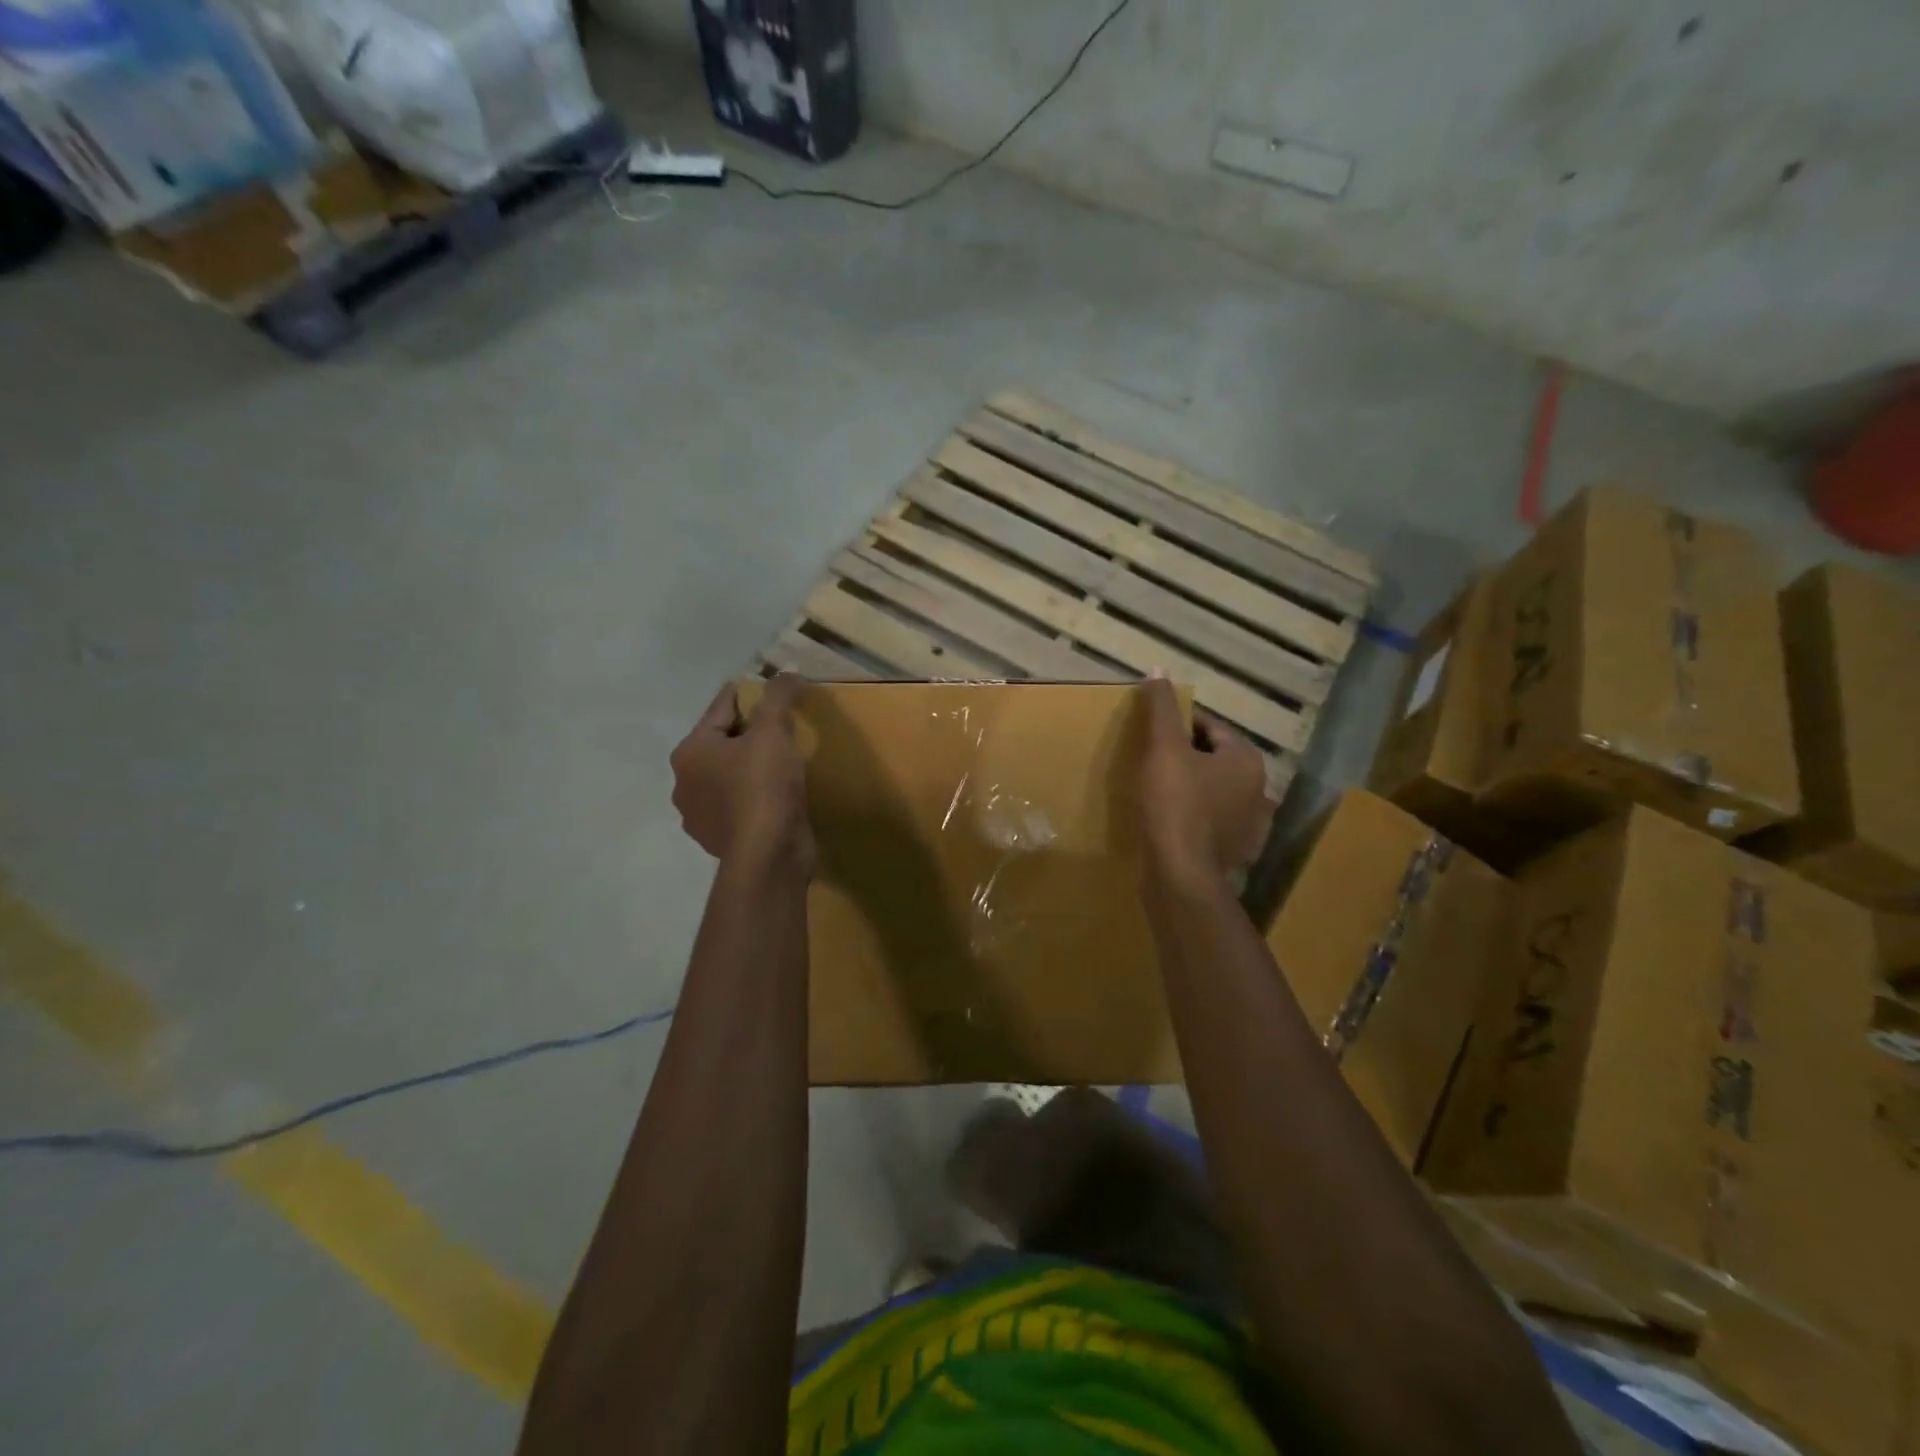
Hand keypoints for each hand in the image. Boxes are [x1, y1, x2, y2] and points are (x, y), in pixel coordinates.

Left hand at [670, 674, 814, 871]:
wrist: (768, 855)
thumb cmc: (763, 786)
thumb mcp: (774, 731)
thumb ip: (778, 696)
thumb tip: (788, 669)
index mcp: (690, 751)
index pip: (720, 708)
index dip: (749, 694)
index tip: (772, 688)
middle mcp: (685, 783)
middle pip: (722, 743)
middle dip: (751, 733)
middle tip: (785, 726)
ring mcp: (700, 817)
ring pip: (729, 777)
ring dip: (752, 767)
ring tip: (785, 761)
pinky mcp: (721, 840)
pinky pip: (740, 806)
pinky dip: (756, 796)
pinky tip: (779, 795)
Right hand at [1137, 678, 1274, 884]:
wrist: (1181, 875)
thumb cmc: (1174, 804)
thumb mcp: (1163, 749)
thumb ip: (1162, 708)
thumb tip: (1159, 669)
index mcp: (1246, 760)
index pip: (1211, 728)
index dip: (1179, 727)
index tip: (1153, 734)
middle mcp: (1259, 789)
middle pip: (1215, 760)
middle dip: (1187, 758)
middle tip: (1152, 763)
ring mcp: (1251, 826)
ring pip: (1216, 794)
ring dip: (1194, 789)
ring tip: (1160, 793)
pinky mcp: (1237, 853)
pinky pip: (1215, 824)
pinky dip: (1198, 820)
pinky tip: (1174, 824)